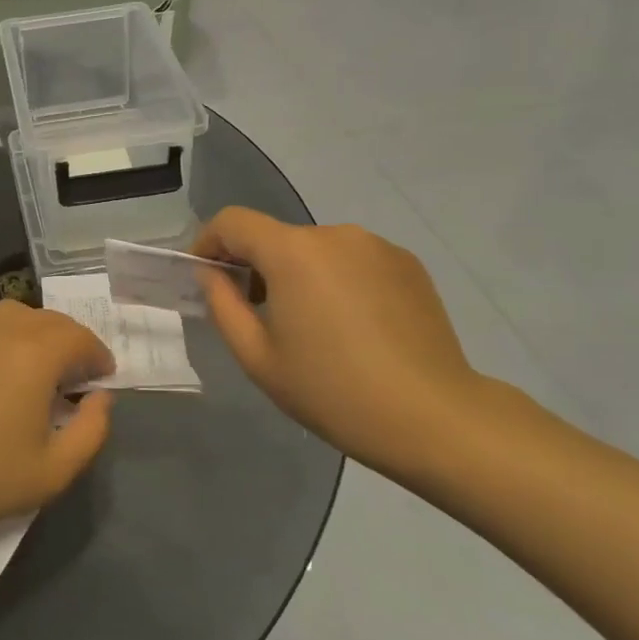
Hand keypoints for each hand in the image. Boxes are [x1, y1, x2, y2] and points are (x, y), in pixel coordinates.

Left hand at [0, 302, 115, 548]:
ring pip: (15, 314)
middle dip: (71, 342)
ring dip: (37, 333)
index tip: (103, 378)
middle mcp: (0, 329)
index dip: (98, 355)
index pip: (79, 338)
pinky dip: (4, 336)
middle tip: (76, 376)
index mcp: (34, 353)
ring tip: (39, 368)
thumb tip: (99, 398)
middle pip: (49, 320)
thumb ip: (92, 430)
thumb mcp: (55, 470)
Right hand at [192, 207, 481, 476]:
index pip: (233, 221)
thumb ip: (222, 305)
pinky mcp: (408, 264)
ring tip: (311, 327)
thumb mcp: (257, 357)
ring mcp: (377, 246)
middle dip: (256, 266)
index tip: (206, 277)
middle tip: (257, 315)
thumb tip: (211, 274)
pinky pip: (353, 261)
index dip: (208, 242)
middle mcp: (335, 234)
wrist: (432, 418)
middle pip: (277, 237)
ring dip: (299, 274)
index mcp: (293, 252)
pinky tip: (352, 327)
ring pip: (317, 250)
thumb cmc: (331, 391)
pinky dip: (337, 281)